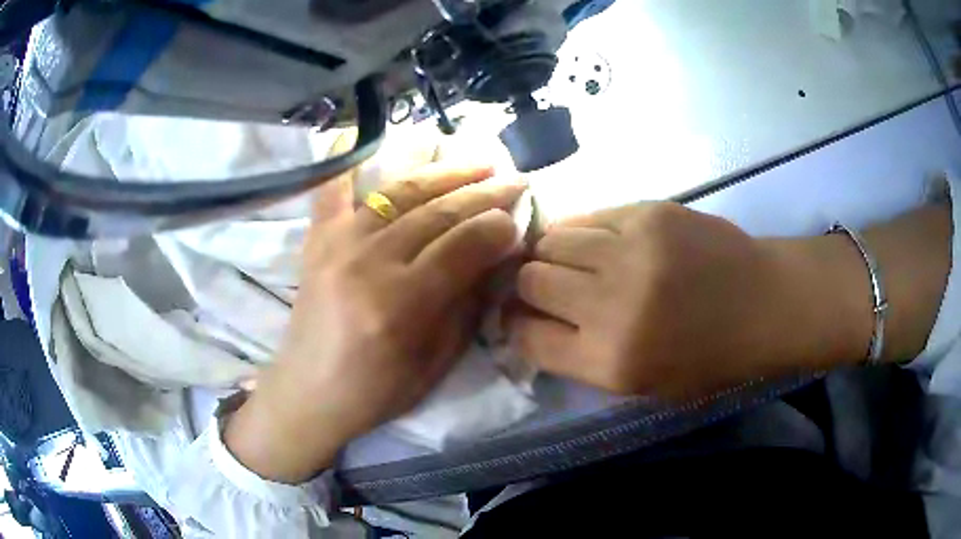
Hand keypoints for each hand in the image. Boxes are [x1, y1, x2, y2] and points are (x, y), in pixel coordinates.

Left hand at [226, 163, 525, 482]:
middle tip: (514, 179)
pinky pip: (331, 188)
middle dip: (483, 192)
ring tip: (475, 160)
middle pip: (437, 213)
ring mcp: (337, 244)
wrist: (309, 393)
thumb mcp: (437, 362)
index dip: (498, 227)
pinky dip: (346, 157)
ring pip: (399, 192)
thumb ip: (469, 304)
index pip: (463, 246)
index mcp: (401, 304)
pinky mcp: (317, 240)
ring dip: (443, 171)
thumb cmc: (377, 390)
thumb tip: (497, 256)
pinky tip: (362, 132)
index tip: (520, 217)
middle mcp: (368, 263)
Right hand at [510, 202, 878, 399]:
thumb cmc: (711, 358)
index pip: (526, 337)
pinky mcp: (648, 213)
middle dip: (529, 286)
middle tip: (546, 287)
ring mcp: (630, 251)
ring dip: (552, 253)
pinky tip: (597, 241)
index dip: (515, 326)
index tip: (521, 318)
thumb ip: (583, 359)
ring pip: (552, 240)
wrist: (766, 302)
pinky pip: (588, 216)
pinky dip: (581, 231)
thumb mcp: (644, 386)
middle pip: (531, 281)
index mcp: (611, 362)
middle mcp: (612, 306)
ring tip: (571, 261)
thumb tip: (534, 325)